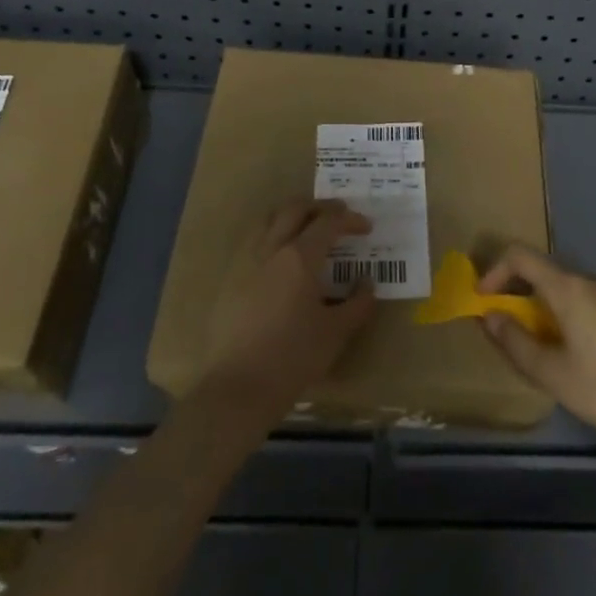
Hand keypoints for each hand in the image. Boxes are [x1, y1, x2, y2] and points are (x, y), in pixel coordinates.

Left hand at [200, 199, 378, 422]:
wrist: (237, 388)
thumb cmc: (293, 357)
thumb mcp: (336, 333)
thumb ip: (358, 303)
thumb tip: (367, 283)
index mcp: (299, 257)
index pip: (328, 223)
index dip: (349, 220)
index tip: (365, 227)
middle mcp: (270, 249)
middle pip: (294, 210)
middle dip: (319, 207)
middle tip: (338, 216)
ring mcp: (245, 262)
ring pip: (268, 220)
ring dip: (291, 216)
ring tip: (307, 229)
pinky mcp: (229, 280)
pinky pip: (253, 242)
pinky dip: (272, 236)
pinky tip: (280, 259)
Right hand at [478, 245, 595, 452]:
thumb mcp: (551, 374)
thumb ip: (514, 341)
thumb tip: (491, 315)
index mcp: (571, 290)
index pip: (522, 257)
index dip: (497, 270)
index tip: (488, 298)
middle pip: (556, 280)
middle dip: (536, 302)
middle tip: (534, 338)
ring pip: (588, 296)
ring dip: (572, 314)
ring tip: (579, 355)